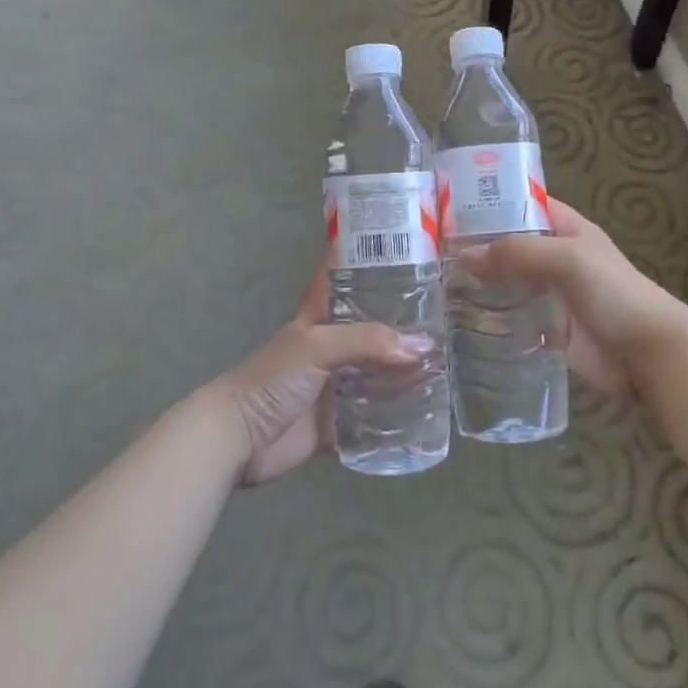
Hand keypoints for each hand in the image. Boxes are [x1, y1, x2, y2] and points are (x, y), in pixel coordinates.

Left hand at [212, 263, 427, 485]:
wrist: (238, 438)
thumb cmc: (273, 378)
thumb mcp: (318, 346)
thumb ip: (368, 341)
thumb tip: (422, 346)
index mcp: (321, 317)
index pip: (347, 278)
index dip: (372, 262)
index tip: (410, 249)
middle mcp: (332, 347)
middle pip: (372, 329)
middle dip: (404, 324)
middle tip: (449, 317)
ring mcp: (335, 386)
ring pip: (377, 373)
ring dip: (405, 371)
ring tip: (448, 363)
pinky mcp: (337, 423)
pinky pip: (374, 417)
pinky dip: (396, 416)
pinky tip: (428, 409)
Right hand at [458, 198, 681, 396]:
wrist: (649, 353)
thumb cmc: (614, 293)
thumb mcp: (567, 259)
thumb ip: (518, 252)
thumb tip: (465, 256)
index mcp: (567, 229)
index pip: (525, 205)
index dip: (492, 204)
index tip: (450, 208)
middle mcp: (556, 258)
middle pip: (511, 246)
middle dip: (478, 247)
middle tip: (432, 252)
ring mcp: (552, 295)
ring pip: (509, 283)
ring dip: (481, 284)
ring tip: (436, 285)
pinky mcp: (549, 329)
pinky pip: (515, 318)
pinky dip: (492, 318)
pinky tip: (460, 320)